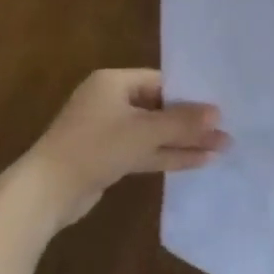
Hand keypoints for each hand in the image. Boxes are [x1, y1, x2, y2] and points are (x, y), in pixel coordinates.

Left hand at [23, 69, 226, 227]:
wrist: (47, 191)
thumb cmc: (95, 147)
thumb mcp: (142, 132)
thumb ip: (181, 122)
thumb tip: (217, 113)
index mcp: (113, 82)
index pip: (159, 81)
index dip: (189, 94)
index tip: (219, 106)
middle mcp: (110, 101)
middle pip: (159, 107)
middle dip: (191, 122)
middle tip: (226, 131)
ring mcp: (108, 131)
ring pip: (153, 132)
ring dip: (184, 141)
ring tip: (221, 148)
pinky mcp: (108, 157)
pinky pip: (144, 151)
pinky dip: (167, 155)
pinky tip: (197, 161)